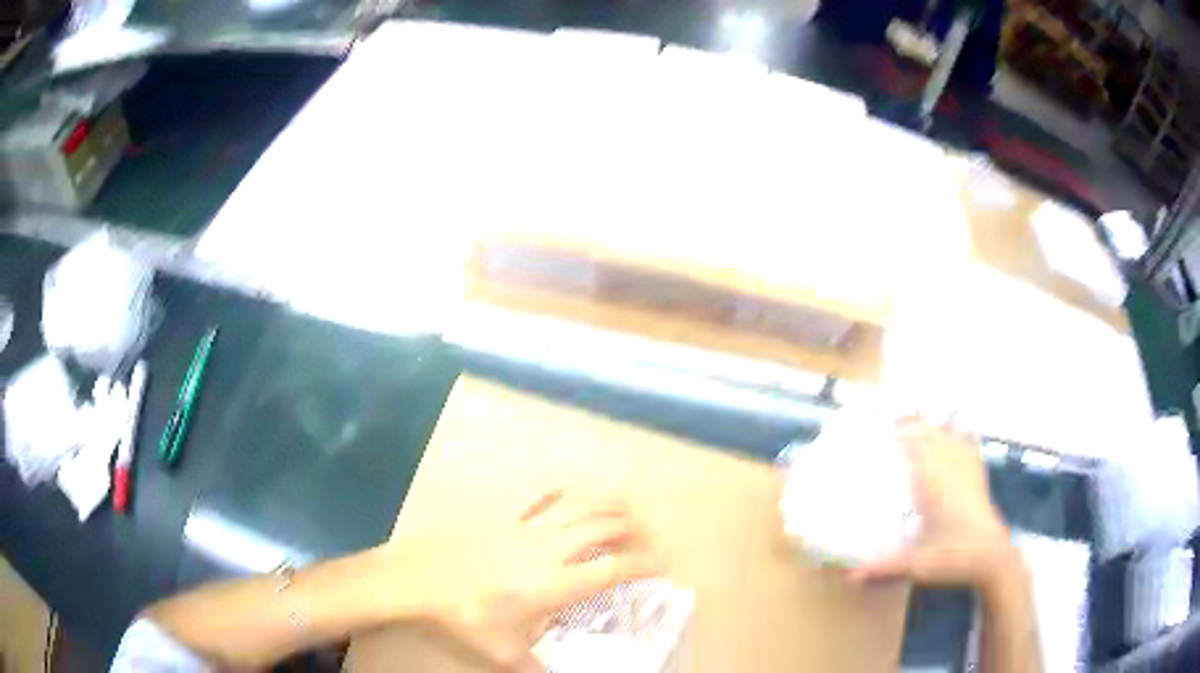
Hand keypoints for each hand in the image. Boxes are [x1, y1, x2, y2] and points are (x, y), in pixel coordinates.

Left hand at [389, 489, 659, 671]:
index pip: (614, 569)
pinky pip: (546, 499)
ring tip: (629, 510)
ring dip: (610, 505)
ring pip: (581, 506)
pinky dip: (569, 494)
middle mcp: (551, 550)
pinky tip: (575, 496)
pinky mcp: (508, 520)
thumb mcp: (504, 652)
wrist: (420, 578)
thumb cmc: (465, 617)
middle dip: (636, 530)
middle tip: (650, 540)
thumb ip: (536, 668)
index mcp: (557, 584)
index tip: (664, 564)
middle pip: (606, 528)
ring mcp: (529, 529)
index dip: (645, 564)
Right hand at [850, 420, 1017, 592]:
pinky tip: (956, 433)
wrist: (992, 558)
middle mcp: (952, 472)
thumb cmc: (954, 558)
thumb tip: (849, 577)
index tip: (889, 423)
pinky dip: (960, 436)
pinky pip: (969, 448)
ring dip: (937, 427)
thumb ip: (884, 568)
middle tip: (898, 418)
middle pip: (934, 437)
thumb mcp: (916, 566)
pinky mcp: (979, 479)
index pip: (920, 449)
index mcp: (935, 487)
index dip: (906, 432)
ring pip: (952, 438)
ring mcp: (968, 473)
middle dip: (918, 424)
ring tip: (922, 422)